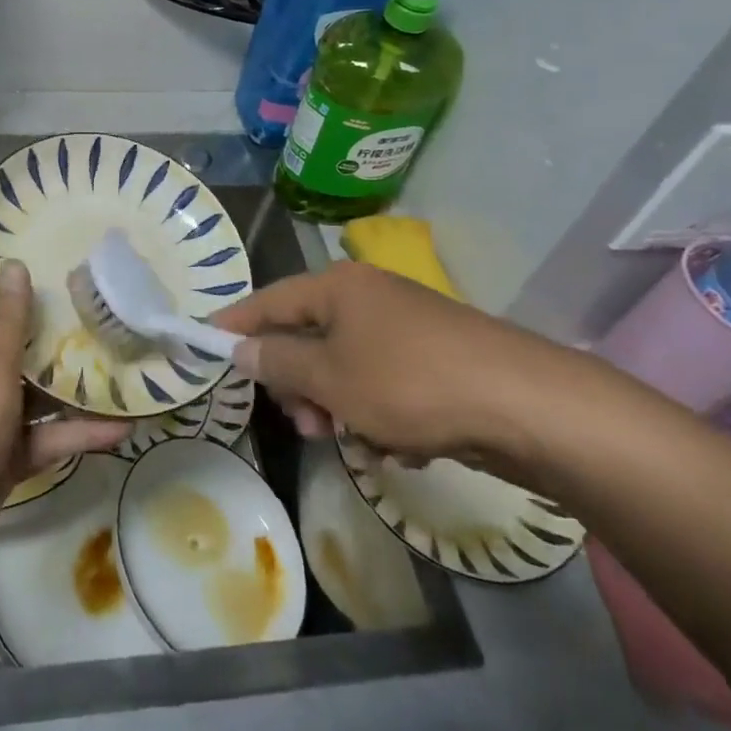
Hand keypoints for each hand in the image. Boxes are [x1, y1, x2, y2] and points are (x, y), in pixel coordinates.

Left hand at [0, 264, 128, 560]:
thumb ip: (8, 318)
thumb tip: (14, 263)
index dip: (6, 272)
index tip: (46, 250)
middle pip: (20, 339)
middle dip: (56, 324)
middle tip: (101, 300)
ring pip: (42, 388)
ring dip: (77, 381)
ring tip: (124, 359)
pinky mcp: (13, 450)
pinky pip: (52, 433)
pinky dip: (82, 431)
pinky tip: (124, 426)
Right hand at [214, 262, 583, 480]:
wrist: (525, 406)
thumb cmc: (409, 383)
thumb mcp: (331, 378)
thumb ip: (279, 363)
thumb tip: (239, 349)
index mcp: (337, 286)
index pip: (269, 301)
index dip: (236, 324)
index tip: (206, 344)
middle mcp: (368, 297)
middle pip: (310, 339)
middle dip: (303, 387)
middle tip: (308, 426)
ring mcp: (405, 328)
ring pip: (347, 369)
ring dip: (343, 408)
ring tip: (363, 443)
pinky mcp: (435, 360)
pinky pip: (385, 386)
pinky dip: (383, 416)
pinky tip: (404, 444)